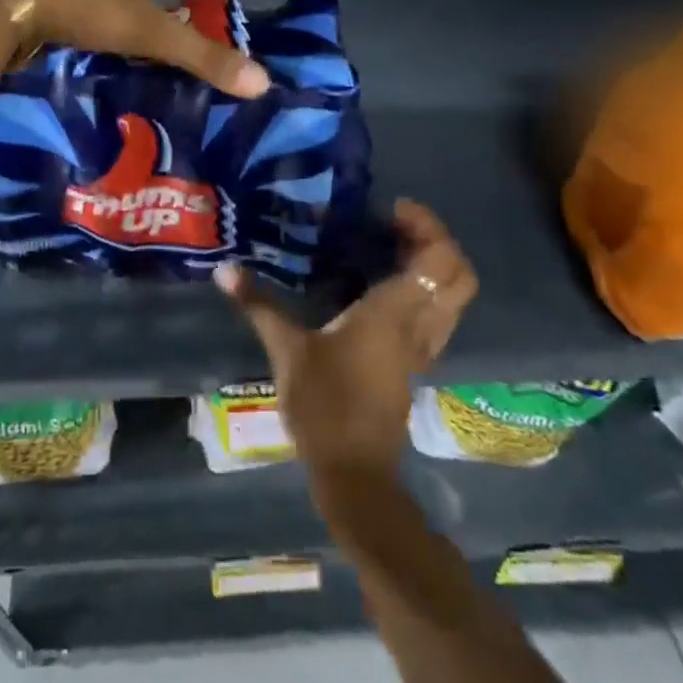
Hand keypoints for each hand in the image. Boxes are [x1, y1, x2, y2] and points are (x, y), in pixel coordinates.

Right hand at [216, 200, 475, 486]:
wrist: (354, 472)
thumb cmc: (325, 405)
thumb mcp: (286, 350)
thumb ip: (258, 305)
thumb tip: (223, 270)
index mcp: (395, 313)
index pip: (440, 259)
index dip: (428, 226)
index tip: (392, 209)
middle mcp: (419, 325)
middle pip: (459, 275)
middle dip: (436, 242)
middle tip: (395, 226)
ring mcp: (422, 348)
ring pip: (451, 297)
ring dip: (431, 266)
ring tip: (387, 248)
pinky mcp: (414, 364)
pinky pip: (435, 315)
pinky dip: (422, 291)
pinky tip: (380, 287)